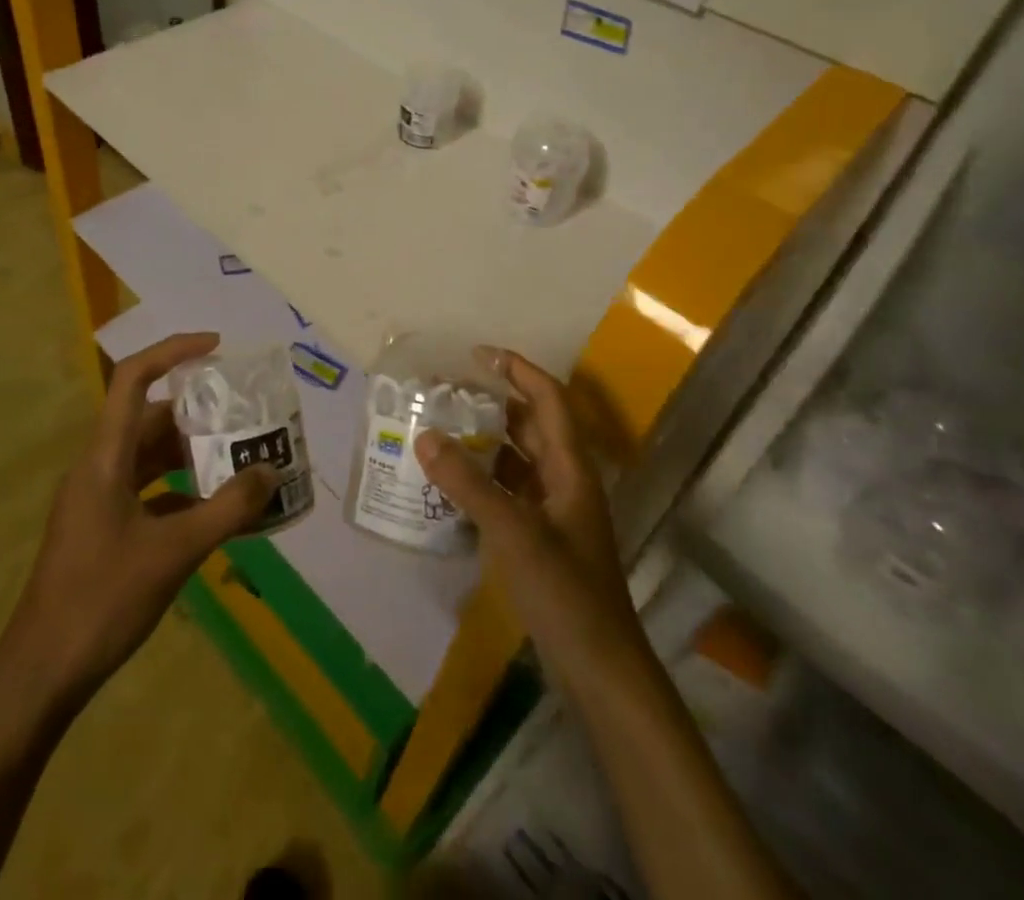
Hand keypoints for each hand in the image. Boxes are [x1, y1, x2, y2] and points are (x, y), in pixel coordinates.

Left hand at [1, 332, 280, 710]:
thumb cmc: (101, 601)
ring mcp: (97, 501)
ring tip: (239, 457)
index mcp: (104, 458)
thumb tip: (271, 473)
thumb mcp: (173, 553)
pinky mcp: (101, 530)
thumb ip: (227, 511)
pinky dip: (181, 492)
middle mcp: (98, 468)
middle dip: (197, 412)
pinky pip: (148, 492)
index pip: (133, 379)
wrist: (40, 675)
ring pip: (149, 457)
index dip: (173, 351)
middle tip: (243, 414)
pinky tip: (216, 510)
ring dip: (191, 454)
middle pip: (148, 419)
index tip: (216, 347)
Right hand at [415, 348, 645, 700]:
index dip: (517, 370)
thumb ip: (467, 483)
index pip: (548, 399)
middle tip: (447, 394)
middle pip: (531, 426)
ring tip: (441, 431)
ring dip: (485, 442)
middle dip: (493, 403)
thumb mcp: (512, 532)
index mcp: (570, 468)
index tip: (478, 354)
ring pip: (518, 460)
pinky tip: (451, 485)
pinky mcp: (543, 539)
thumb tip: (424, 436)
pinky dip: (483, 480)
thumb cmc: (564, 592)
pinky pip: (510, 492)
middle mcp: (565, 481)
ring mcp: (555, 512)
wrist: (600, 669)